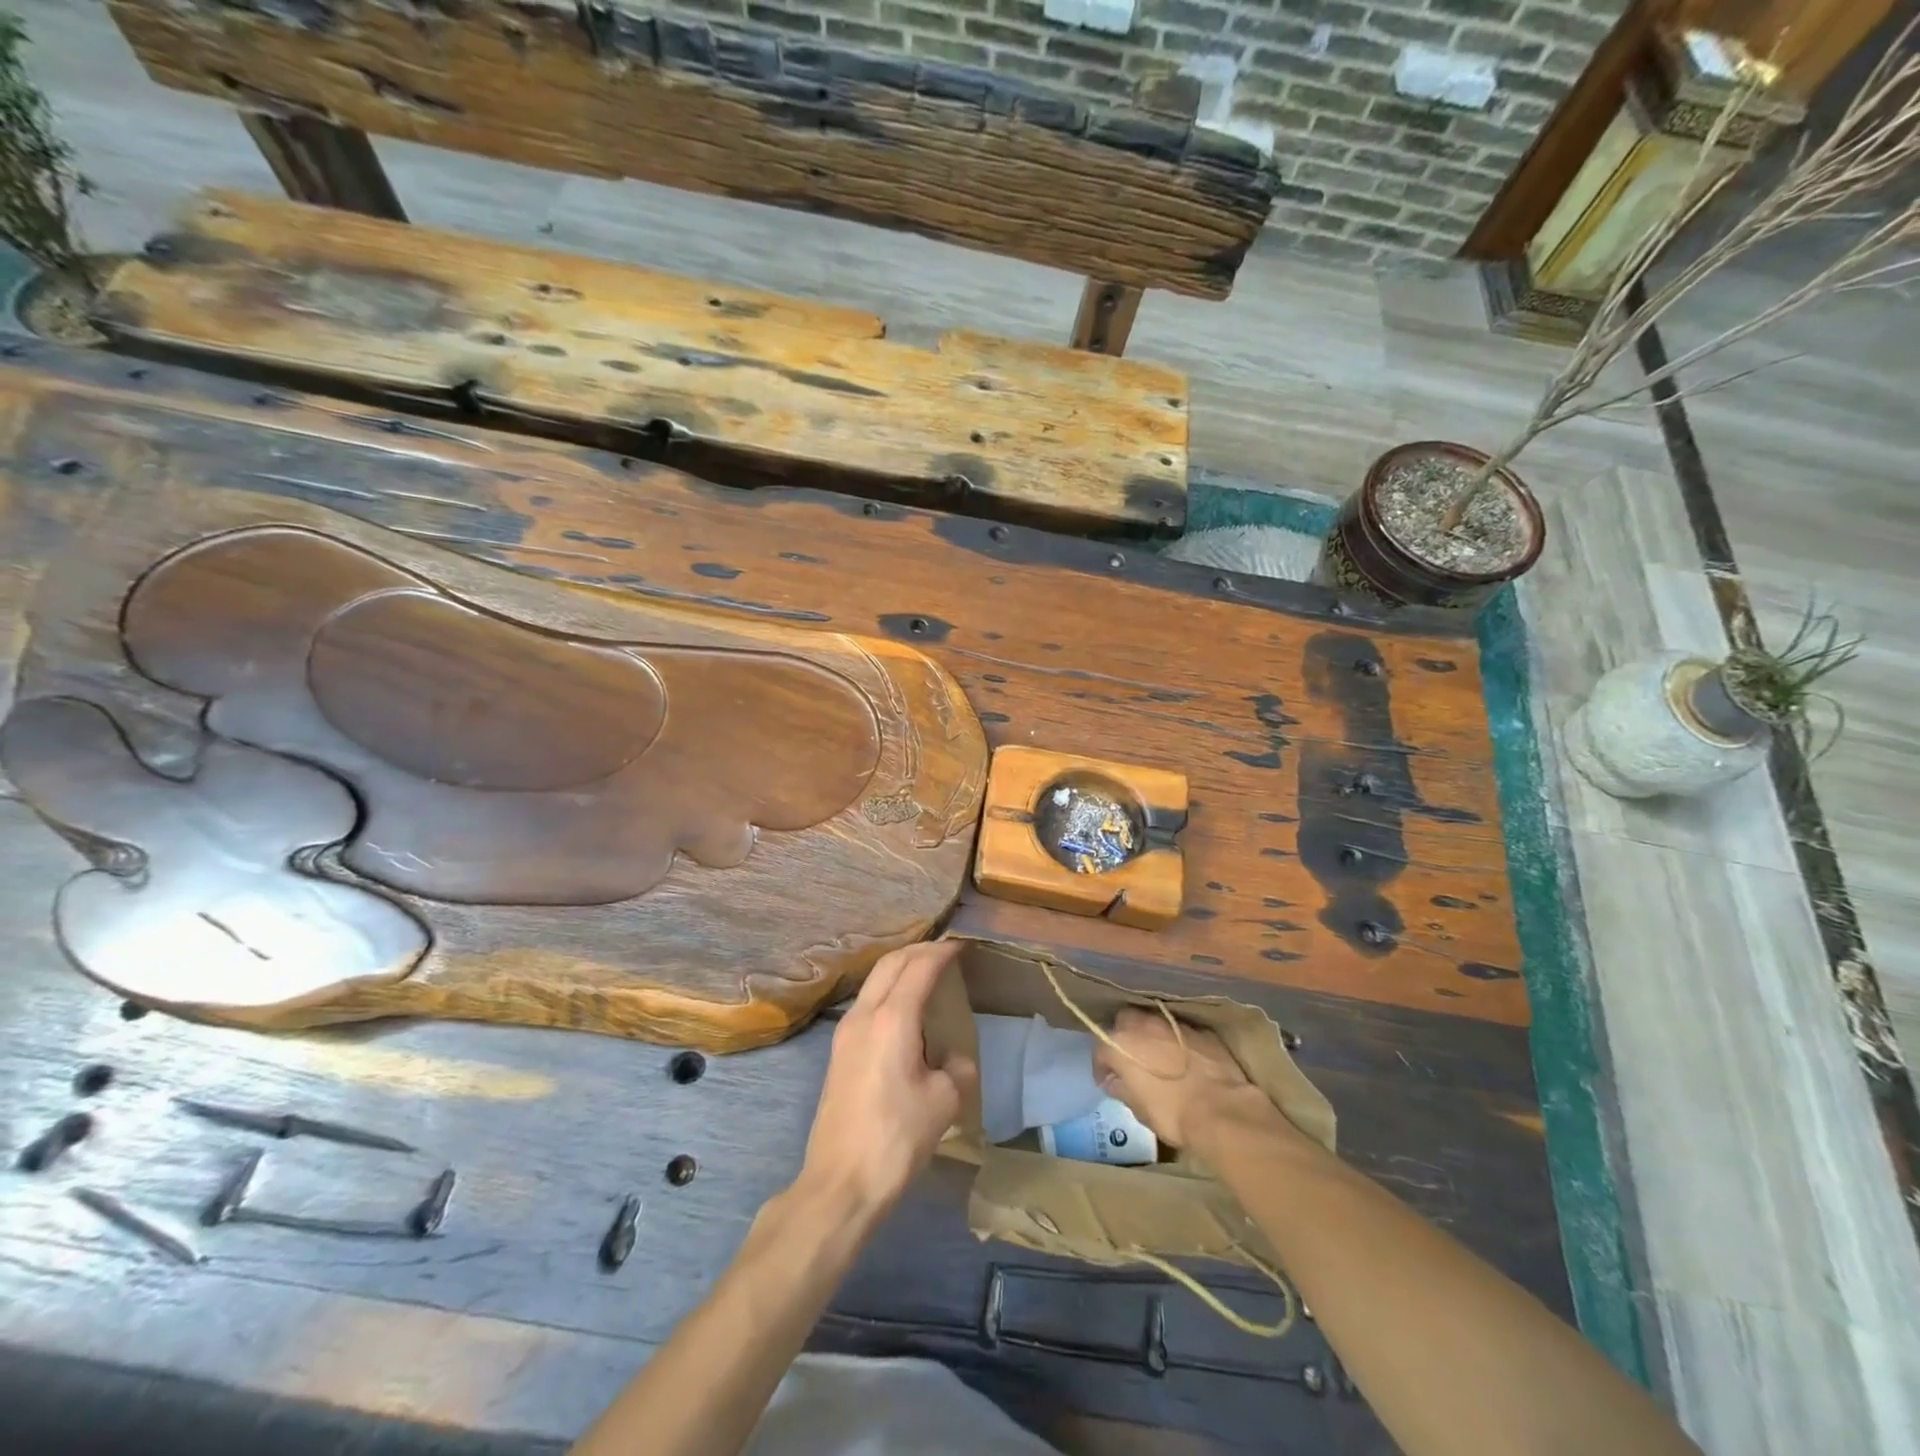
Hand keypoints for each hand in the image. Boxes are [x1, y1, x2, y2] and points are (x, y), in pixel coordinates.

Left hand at [796, 940, 977, 1222]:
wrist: (840, 1183)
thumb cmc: (897, 1139)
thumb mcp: (944, 1102)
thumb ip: (956, 1066)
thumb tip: (950, 1056)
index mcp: (893, 1019)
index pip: (919, 967)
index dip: (943, 952)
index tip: (962, 945)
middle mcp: (864, 1015)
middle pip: (890, 963)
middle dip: (919, 950)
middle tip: (946, 951)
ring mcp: (845, 1032)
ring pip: (874, 981)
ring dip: (900, 968)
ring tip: (927, 974)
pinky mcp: (839, 1052)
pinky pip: (867, 1002)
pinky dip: (889, 990)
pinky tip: (906, 1009)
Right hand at [1094, 1007, 1278, 1148]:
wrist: (1221, 1111)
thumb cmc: (1172, 1114)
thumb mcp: (1139, 1109)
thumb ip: (1122, 1089)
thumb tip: (1114, 1081)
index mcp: (1121, 1044)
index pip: (1100, 1048)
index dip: (1102, 1067)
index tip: (1108, 1081)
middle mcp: (1143, 1025)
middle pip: (1125, 1021)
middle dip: (1125, 1036)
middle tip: (1131, 1059)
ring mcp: (1173, 1023)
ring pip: (1153, 1020)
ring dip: (1151, 1035)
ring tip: (1158, 1056)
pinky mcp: (1199, 1030)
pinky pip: (1180, 1030)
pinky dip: (1177, 1041)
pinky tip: (1185, 1059)